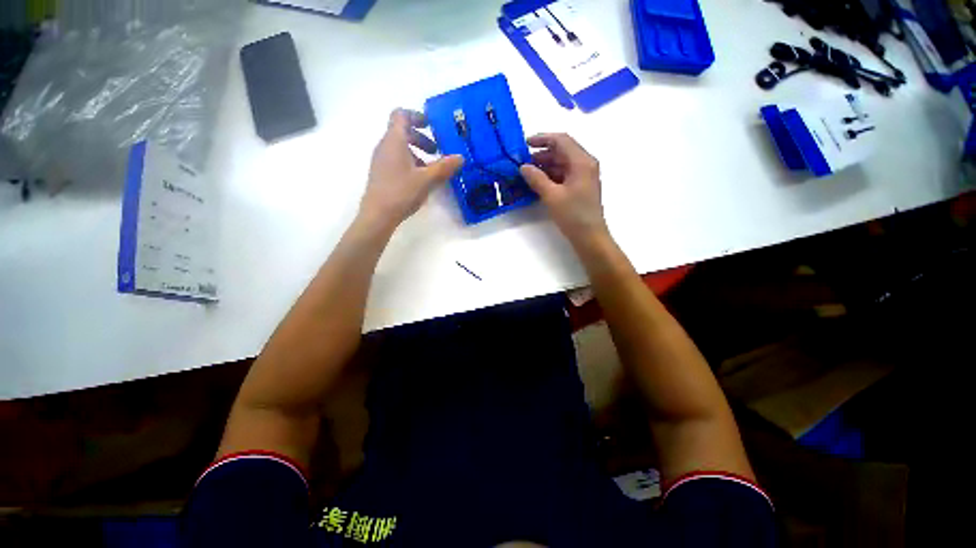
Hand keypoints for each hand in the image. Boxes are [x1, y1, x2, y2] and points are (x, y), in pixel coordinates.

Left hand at [358, 109, 463, 232]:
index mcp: (394, 141)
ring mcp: (381, 160)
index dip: (416, 116)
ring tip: (430, 169)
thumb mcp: (427, 180)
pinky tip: (419, 180)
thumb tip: (460, 157)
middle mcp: (384, 146)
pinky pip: (396, 159)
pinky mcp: (381, 173)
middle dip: (421, 138)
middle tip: (436, 151)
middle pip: (402, 131)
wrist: (378, 214)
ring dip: (416, 152)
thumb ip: (444, 167)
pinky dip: (410, 162)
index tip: (431, 125)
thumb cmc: (401, 192)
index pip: (401, 115)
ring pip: (399, 147)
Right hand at [520, 133, 607, 244]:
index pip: (561, 140)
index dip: (542, 139)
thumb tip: (523, 167)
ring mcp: (583, 176)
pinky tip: (537, 182)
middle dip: (541, 154)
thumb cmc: (573, 215)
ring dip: (545, 166)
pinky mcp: (580, 187)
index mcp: (582, 161)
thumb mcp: (552, 196)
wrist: (590, 237)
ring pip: (561, 163)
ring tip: (527, 173)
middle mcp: (585, 164)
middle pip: (561, 151)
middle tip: (522, 162)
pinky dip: (550, 176)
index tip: (524, 144)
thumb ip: (536, 179)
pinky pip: (563, 174)